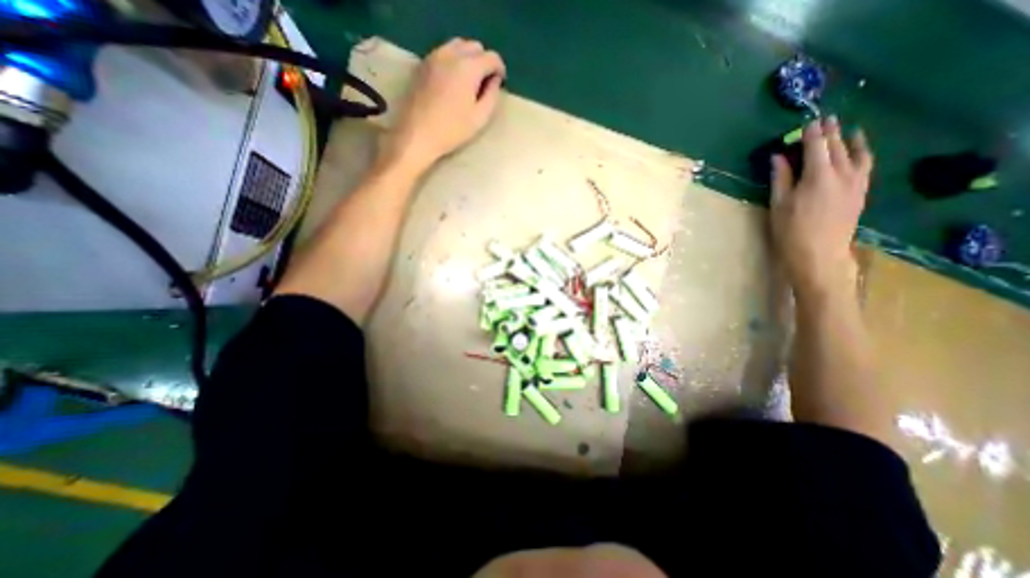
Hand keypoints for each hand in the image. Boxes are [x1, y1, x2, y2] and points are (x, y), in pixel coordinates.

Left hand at [378, 38, 504, 172]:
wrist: (418, 134)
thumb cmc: (452, 130)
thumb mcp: (480, 118)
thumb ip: (492, 96)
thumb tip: (495, 81)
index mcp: (468, 67)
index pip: (491, 57)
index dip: (500, 69)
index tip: (500, 84)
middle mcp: (451, 54)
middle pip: (474, 46)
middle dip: (484, 61)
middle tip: (485, 83)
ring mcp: (434, 56)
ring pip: (458, 45)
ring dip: (468, 58)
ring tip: (469, 81)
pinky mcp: (423, 64)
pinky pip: (443, 52)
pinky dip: (453, 60)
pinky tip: (453, 81)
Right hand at [767, 115, 870, 300]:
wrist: (819, 254)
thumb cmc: (790, 230)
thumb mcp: (779, 204)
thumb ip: (781, 178)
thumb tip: (779, 156)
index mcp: (818, 176)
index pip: (817, 147)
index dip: (812, 133)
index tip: (809, 122)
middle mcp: (843, 173)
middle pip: (837, 147)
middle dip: (831, 132)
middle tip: (826, 119)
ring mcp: (857, 183)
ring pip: (857, 154)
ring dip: (850, 140)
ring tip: (848, 130)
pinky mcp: (861, 192)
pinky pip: (866, 165)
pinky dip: (862, 154)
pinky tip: (859, 152)